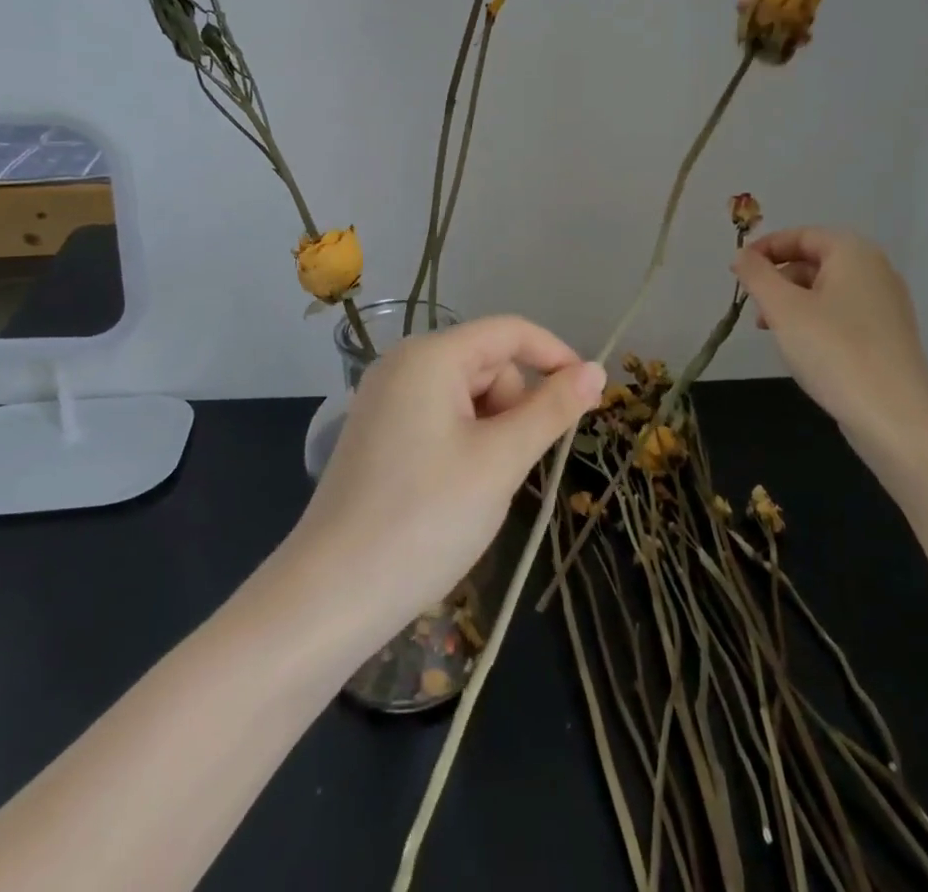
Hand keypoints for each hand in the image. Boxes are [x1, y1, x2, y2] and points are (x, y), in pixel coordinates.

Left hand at [288, 316, 604, 642]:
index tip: (589, 398)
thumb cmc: (425, 519)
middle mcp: (402, 365)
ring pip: (466, 396)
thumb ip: (551, 410)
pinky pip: (440, 418)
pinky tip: (454, 491)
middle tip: (510, 469)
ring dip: (491, 432)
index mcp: (429, 356)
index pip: (509, 332)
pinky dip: (464, 444)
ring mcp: (385, 399)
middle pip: (486, 364)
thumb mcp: (500, 461)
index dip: (555, 356)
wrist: (331, 595)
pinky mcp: (378, 433)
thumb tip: (596, 371)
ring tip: (479, 488)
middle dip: (515, 407)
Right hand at [732, 227, 927, 454]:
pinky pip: (842, 313)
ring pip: (826, 289)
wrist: (894, 418)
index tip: (737, 271)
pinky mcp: (888, 336)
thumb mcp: (782, 308)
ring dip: (792, 302)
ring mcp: (886, 304)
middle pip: (814, 260)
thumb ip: (756, 275)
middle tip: (753, 306)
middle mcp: (876, 270)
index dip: (765, 248)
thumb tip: (741, 255)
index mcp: (854, 253)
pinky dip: (814, 320)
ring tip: (771, 331)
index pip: (801, 235)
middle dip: (777, 278)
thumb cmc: (833, 351)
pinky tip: (801, 348)